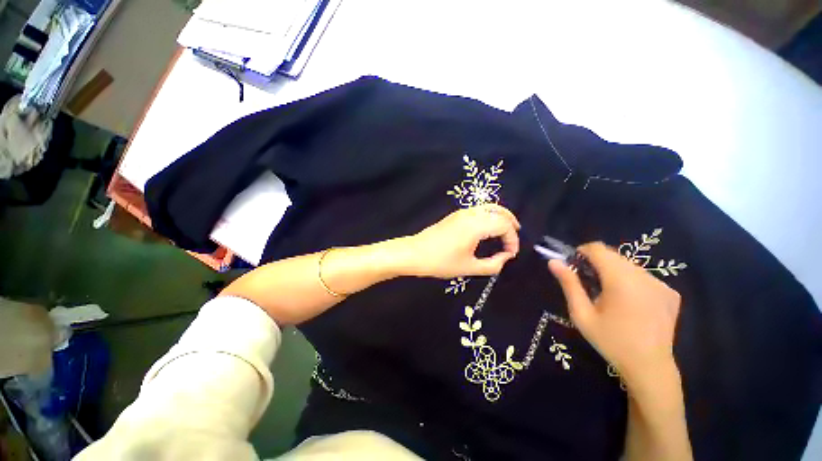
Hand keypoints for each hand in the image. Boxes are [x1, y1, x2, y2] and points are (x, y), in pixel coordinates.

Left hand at [399, 204, 520, 278]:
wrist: (415, 253)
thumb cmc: (441, 262)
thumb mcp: (469, 267)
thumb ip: (493, 265)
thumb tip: (506, 257)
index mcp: (475, 225)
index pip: (504, 225)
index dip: (512, 239)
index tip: (511, 254)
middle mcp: (470, 214)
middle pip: (499, 212)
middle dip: (510, 224)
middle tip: (514, 238)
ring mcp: (461, 212)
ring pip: (488, 207)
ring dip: (501, 217)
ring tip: (507, 230)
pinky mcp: (455, 215)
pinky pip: (479, 210)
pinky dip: (490, 215)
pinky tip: (489, 228)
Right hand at [549, 242, 681, 388]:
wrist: (649, 367)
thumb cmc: (610, 341)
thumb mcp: (581, 314)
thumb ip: (569, 284)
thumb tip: (553, 262)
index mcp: (620, 280)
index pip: (598, 249)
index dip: (582, 251)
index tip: (574, 265)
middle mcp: (644, 276)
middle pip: (614, 255)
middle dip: (596, 262)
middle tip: (587, 282)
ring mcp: (661, 284)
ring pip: (629, 265)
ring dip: (613, 271)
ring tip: (608, 294)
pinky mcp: (671, 293)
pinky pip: (644, 276)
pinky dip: (631, 281)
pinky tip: (629, 302)